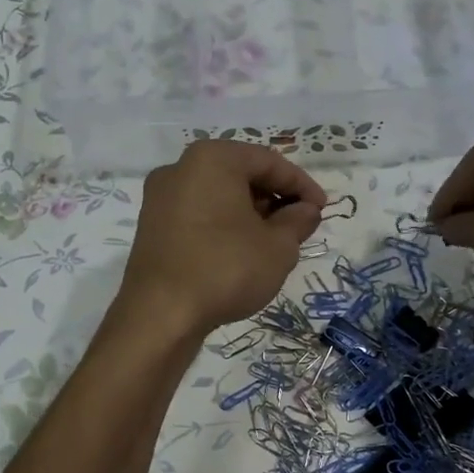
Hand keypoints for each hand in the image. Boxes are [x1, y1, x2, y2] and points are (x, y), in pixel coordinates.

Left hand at [117, 140, 325, 337]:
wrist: (160, 314)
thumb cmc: (225, 268)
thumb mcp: (278, 247)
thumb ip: (298, 222)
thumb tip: (306, 210)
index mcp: (212, 159)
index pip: (269, 162)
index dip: (302, 185)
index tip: (322, 210)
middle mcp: (180, 168)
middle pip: (240, 175)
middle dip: (274, 199)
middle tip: (299, 227)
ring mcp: (160, 198)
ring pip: (218, 196)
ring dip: (250, 214)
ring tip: (273, 244)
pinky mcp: (152, 227)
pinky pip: (198, 215)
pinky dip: (224, 226)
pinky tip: (241, 253)